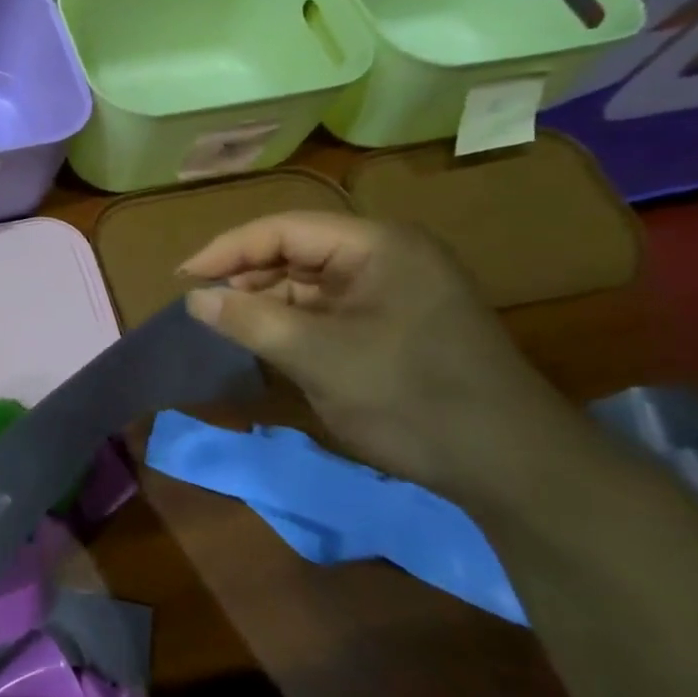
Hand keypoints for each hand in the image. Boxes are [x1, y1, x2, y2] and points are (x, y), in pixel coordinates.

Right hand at [181, 212, 566, 500]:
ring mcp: (399, 288)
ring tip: (232, 323)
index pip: (284, 228)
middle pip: (298, 249)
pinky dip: (298, 320)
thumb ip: (251, 320)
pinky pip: (334, 307)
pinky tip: (273, 339)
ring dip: (271, 298)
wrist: (513, 467)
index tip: (183, 276)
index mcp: (378, 245)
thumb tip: (194, 298)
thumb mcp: (318, 358)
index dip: (228, 249)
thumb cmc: (411, 399)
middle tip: (205, 304)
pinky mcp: (401, 321)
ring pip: (314, 280)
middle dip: (249, 274)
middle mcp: (390, 255)